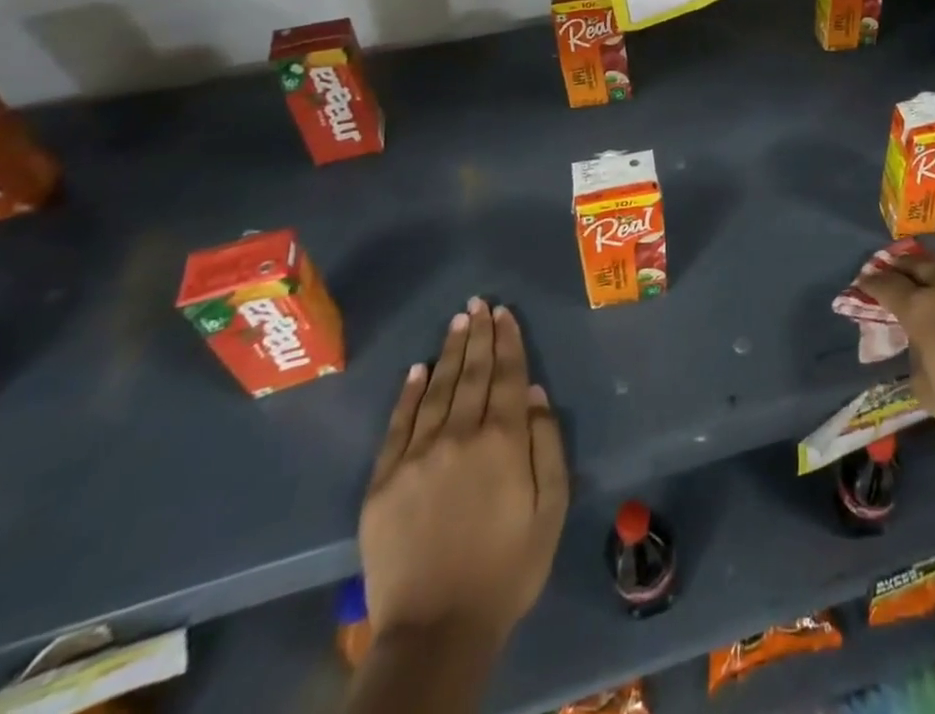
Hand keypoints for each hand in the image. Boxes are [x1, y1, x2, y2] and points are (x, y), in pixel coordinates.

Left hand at [359, 299, 568, 649]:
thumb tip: (534, 393)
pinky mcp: (384, 481)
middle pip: (473, 374)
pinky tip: (417, 369)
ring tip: (457, 322)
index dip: (508, 341)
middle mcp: (460, 435)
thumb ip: (546, 445)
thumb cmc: (507, 569)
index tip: (505, 312)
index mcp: (503, 441)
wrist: (435, 631)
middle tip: (479, 303)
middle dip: (479, 335)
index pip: (508, 376)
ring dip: (450, 352)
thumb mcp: (550, 509)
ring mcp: (417, 456)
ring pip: (437, 389)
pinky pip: (398, 424)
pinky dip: (409, 393)